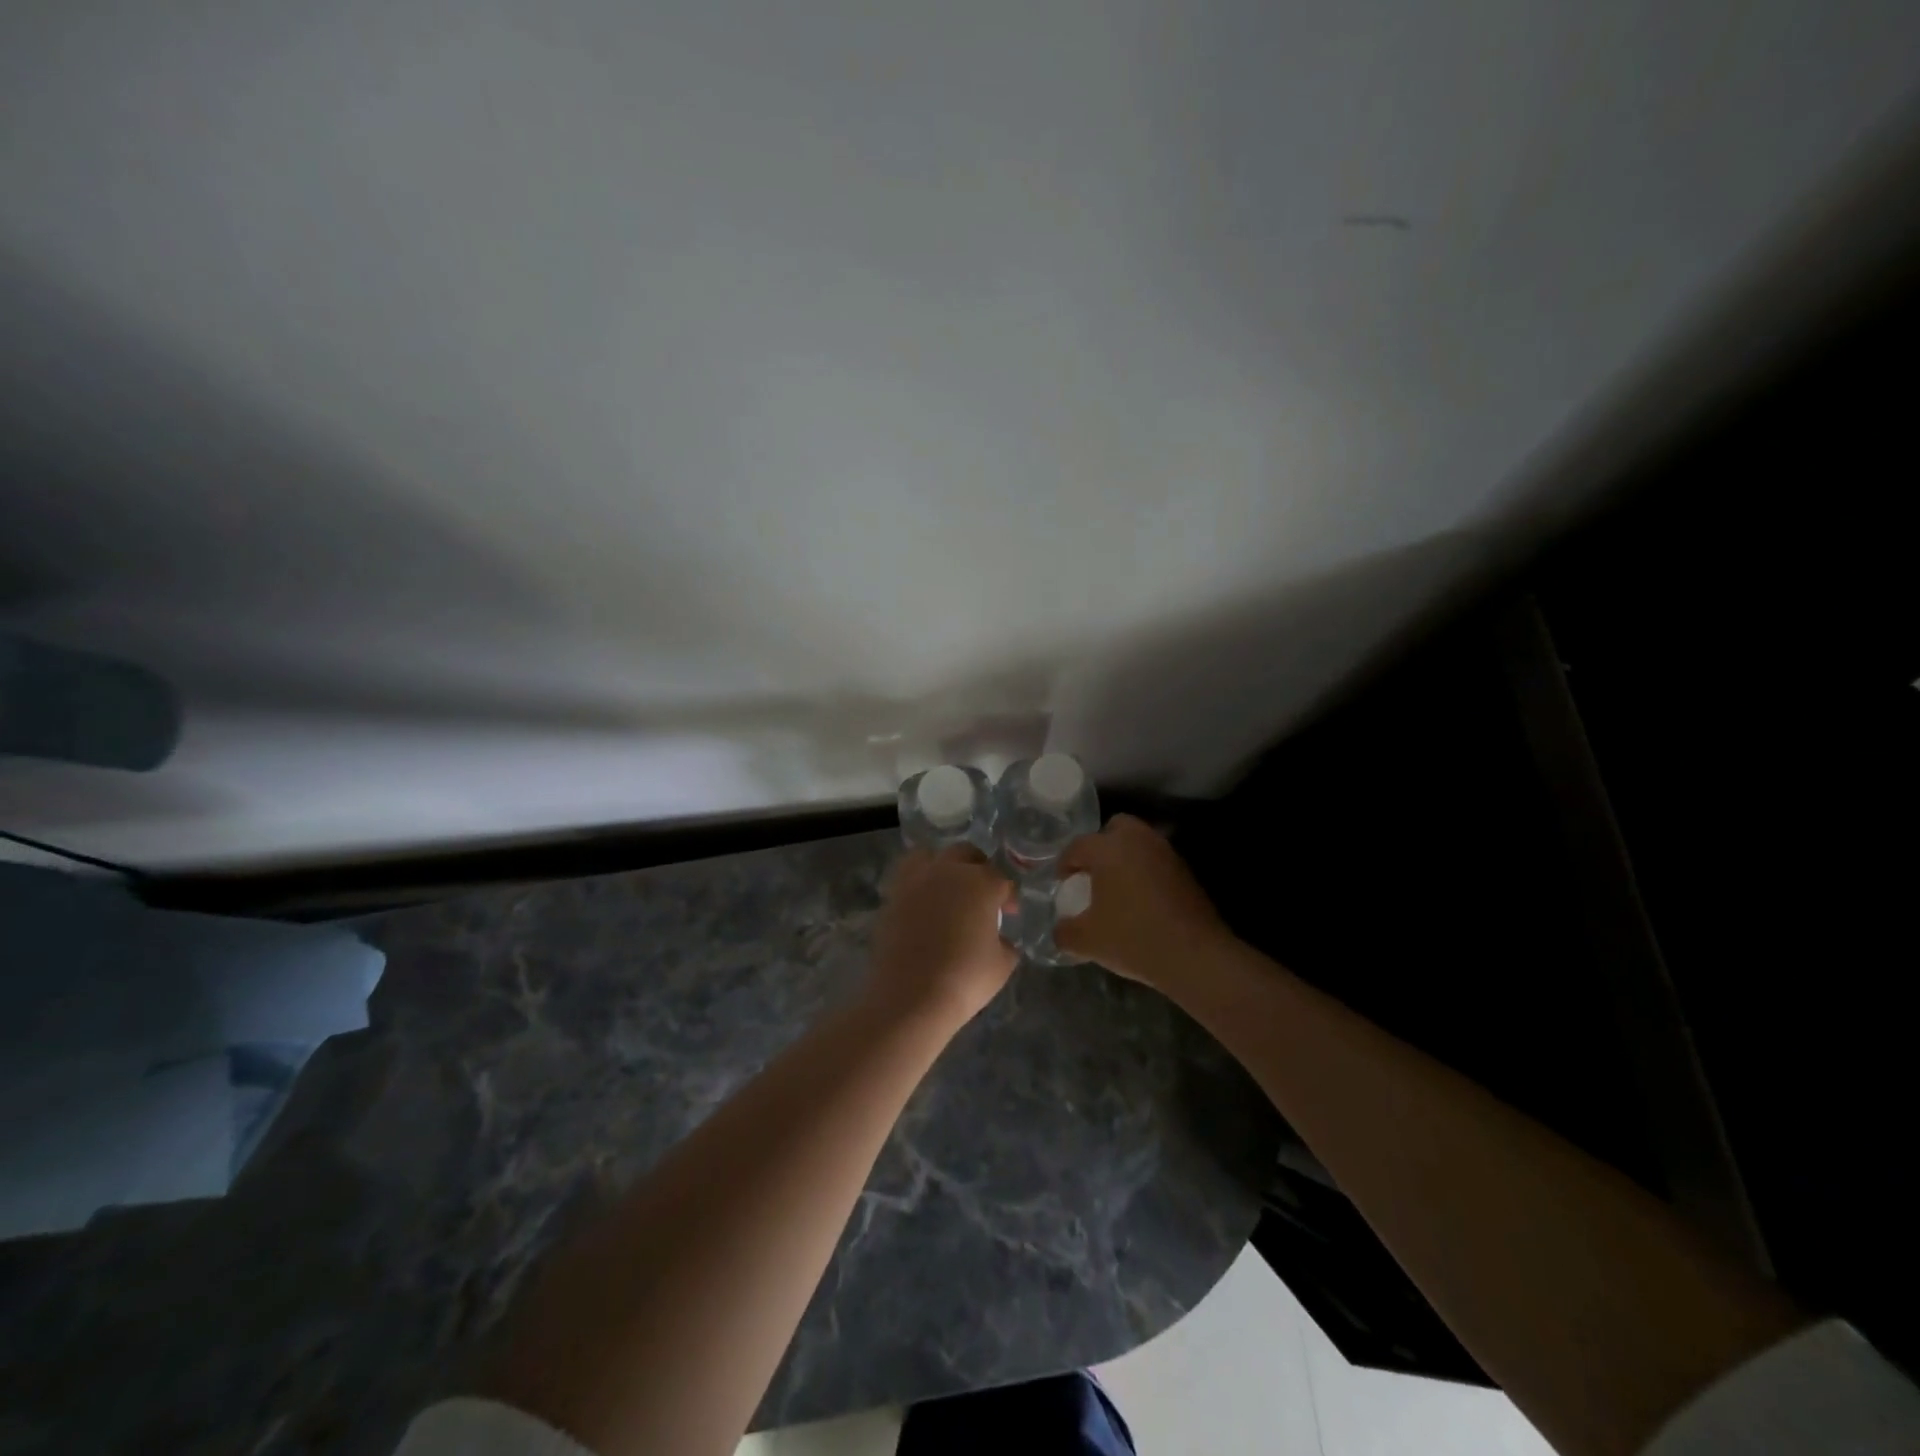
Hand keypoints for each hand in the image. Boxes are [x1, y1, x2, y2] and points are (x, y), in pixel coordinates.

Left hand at [868, 845, 1018, 1024]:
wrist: (910, 996)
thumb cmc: (965, 979)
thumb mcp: (1001, 965)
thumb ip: (1005, 945)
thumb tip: (999, 939)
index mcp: (980, 883)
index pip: (1000, 880)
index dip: (1007, 896)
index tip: (1009, 913)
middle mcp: (947, 872)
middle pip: (965, 854)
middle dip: (978, 867)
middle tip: (981, 893)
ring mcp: (915, 881)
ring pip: (929, 856)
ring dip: (942, 866)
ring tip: (947, 888)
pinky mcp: (892, 897)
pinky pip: (907, 878)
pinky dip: (917, 885)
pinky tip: (924, 906)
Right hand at [1054, 815, 1232, 988]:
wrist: (1195, 956)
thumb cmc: (1133, 939)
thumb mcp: (1086, 941)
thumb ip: (1064, 931)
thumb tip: (1060, 929)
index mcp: (1109, 849)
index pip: (1078, 846)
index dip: (1065, 864)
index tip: (1062, 883)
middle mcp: (1138, 841)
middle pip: (1115, 827)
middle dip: (1100, 846)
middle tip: (1092, 873)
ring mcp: (1166, 854)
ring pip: (1139, 843)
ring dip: (1125, 858)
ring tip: (1116, 888)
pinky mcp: (1185, 872)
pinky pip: (1156, 862)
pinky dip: (1145, 873)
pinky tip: (1140, 901)